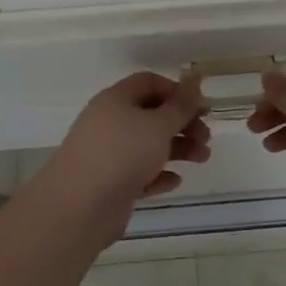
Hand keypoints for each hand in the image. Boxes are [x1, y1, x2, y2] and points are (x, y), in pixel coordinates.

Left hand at [31, 72, 210, 239]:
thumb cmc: (122, 154)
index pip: (149, 83)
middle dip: (182, 124)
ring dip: (177, 149)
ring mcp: (108, 154)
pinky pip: (139, 173)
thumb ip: (180, 105)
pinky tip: (175, 181)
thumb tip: (194, 79)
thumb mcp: (158, 125)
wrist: (79, 207)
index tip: (200, 107)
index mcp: (116, 100)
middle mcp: (109, 122)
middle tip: (206, 138)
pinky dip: (158, 174)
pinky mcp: (110, 183)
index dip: (177, 91)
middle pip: (151, 115)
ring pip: (148, 145)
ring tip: (202, 159)